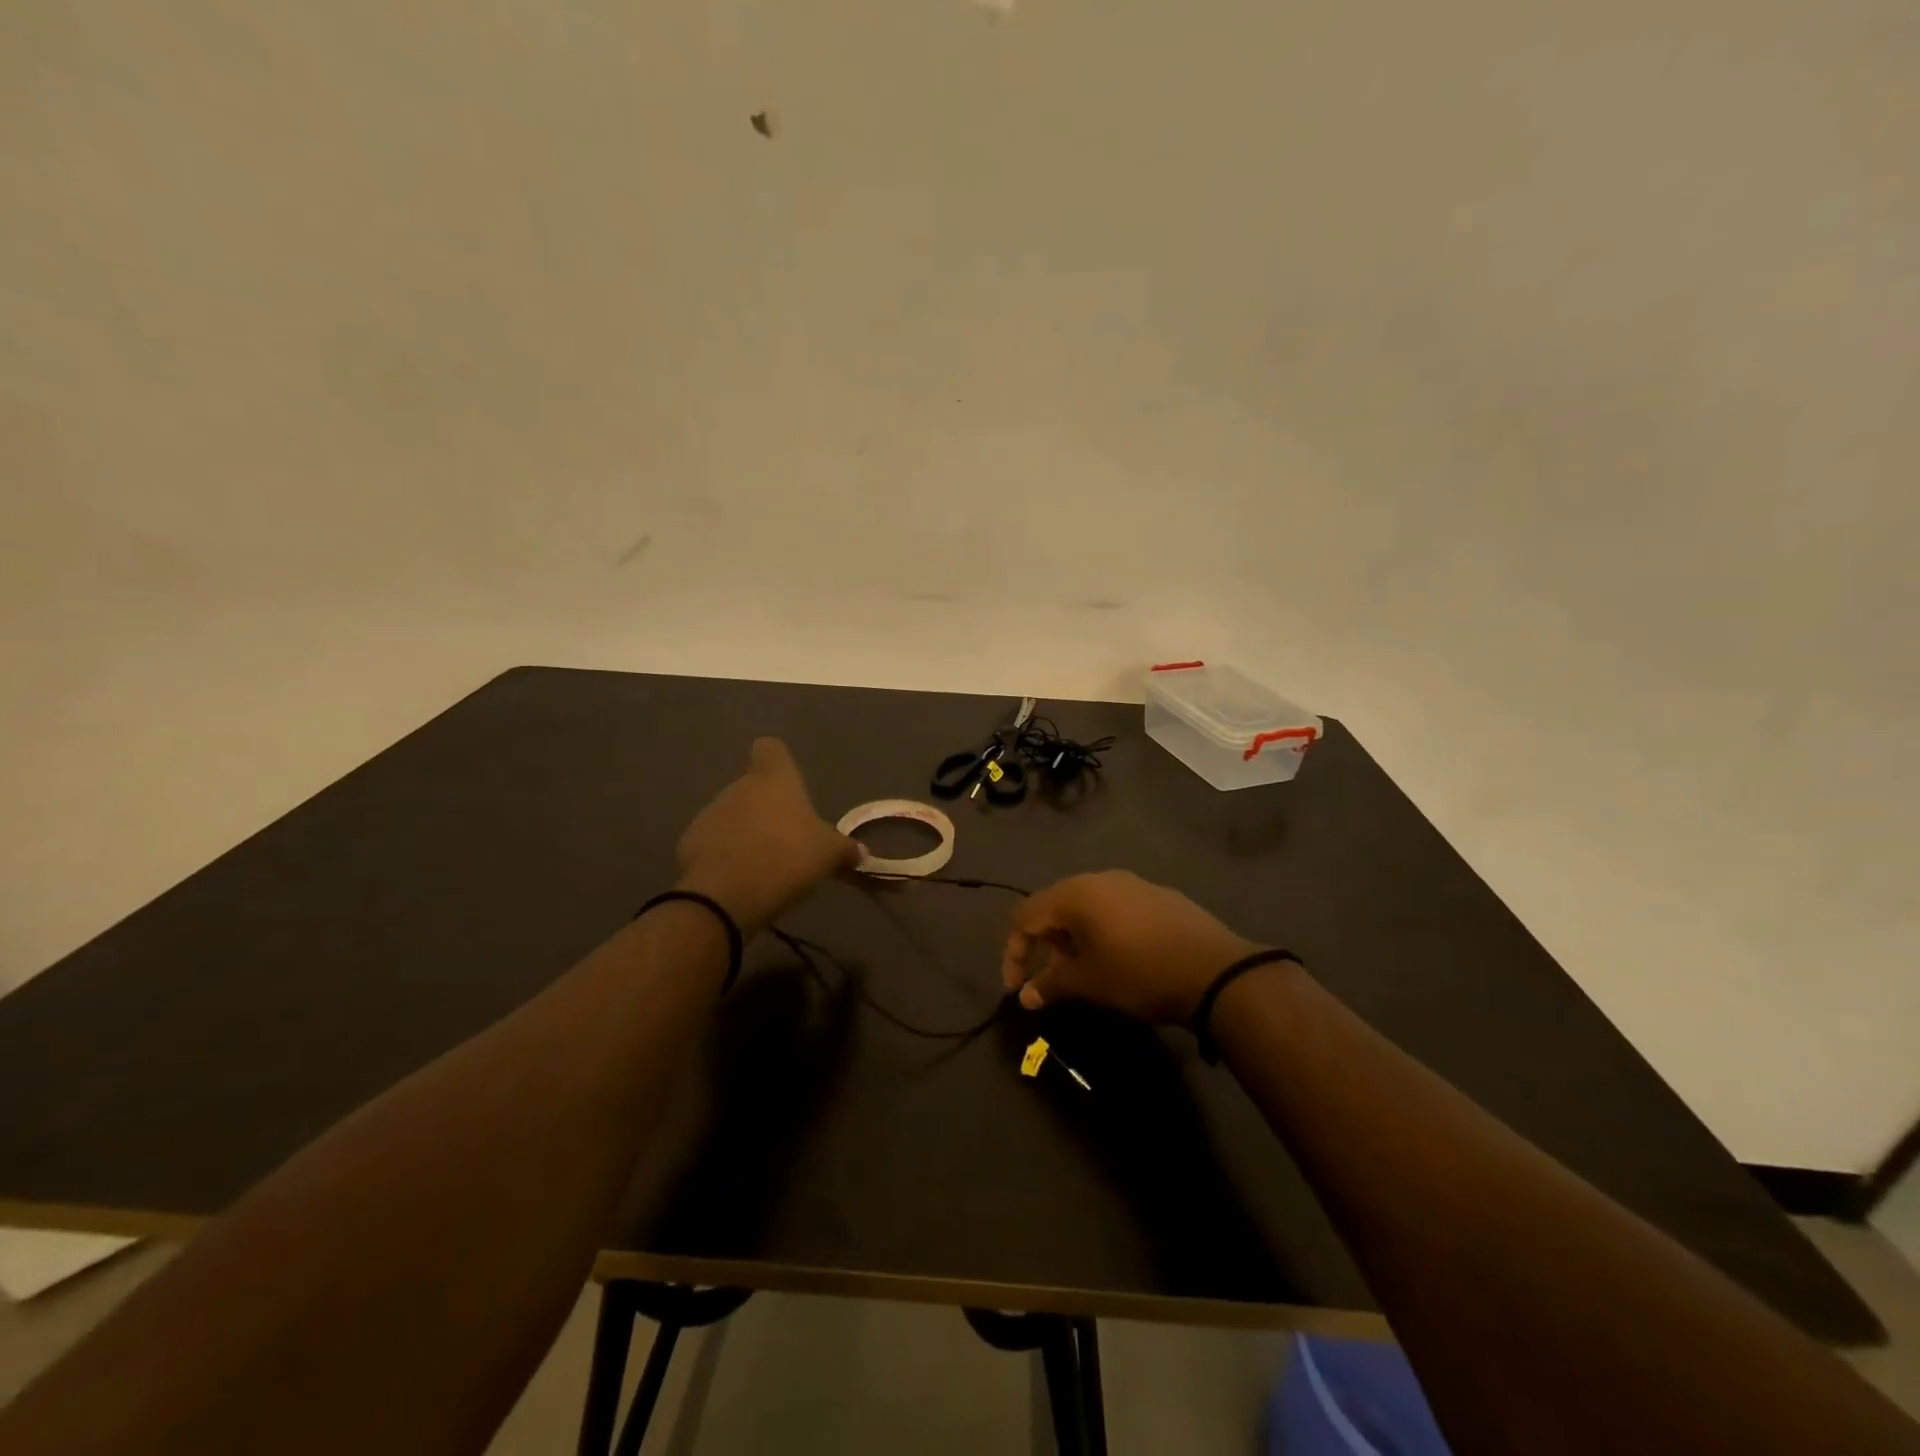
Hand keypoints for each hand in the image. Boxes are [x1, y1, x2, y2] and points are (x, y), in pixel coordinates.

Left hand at [676, 738, 860, 936]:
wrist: (728, 895)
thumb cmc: (787, 857)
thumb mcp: (828, 855)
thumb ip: (845, 850)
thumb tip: (861, 853)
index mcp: (774, 779)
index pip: (770, 749)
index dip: (778, 761)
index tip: (788, 782)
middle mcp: (739, 787)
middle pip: (753, 788)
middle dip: (766, 809)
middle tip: (787, 840)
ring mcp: (710, 813)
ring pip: (732, 815)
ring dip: (745, 832)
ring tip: (764, 864)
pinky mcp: (689, 842)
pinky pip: (713, 843)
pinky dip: (724, 855)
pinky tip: (739, 879)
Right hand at [1000, 871, 1262, 1023]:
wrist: (1216, 971)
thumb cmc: (1139, 973)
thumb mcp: (1089, 983)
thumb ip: (1051, 985)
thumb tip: (1026, 996)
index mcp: (1074, 893)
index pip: (1024, 916)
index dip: (1013, 953)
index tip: (1018, 989)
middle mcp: (1099, 878)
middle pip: (1054, 906)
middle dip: (1046, 945)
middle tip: (1054, 980)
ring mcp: (1132, 883)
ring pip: (1087, 907)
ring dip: (1075, 938)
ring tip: (1087, 971)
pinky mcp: (1158, 895)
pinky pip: (1116, 908)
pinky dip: (1104, 931)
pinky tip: (1122, 958)